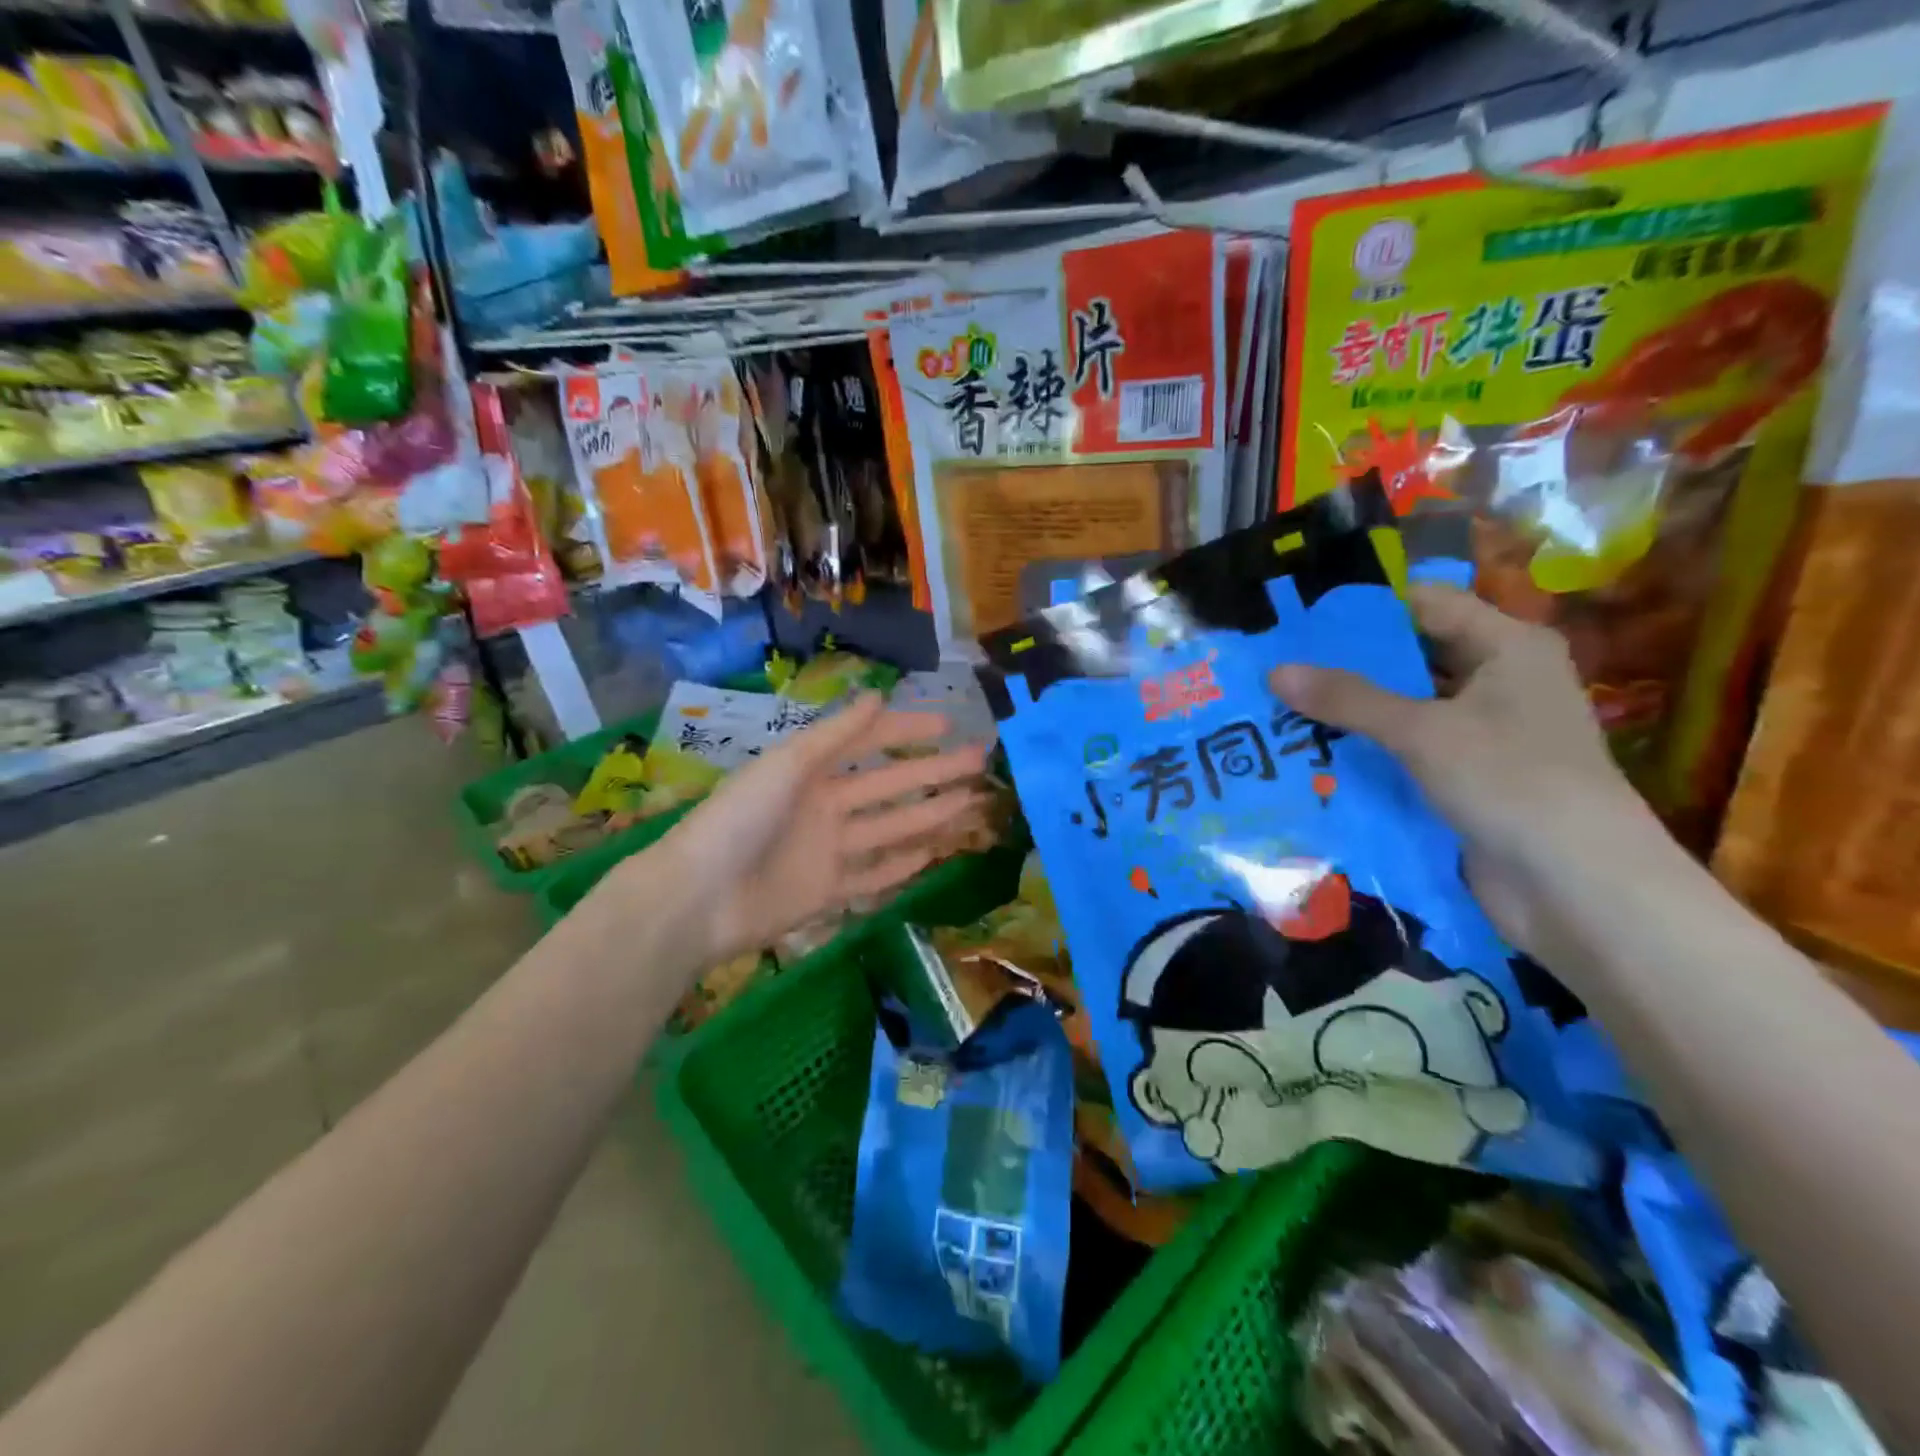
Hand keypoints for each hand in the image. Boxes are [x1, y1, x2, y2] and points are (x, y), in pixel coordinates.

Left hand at [617, 693, 990, 971]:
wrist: (700, 898)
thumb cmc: (741, 818)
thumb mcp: (788, 765)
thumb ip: (835, 734)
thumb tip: (877, 694)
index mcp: (810, 771)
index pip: (867, 744)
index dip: (906, 732)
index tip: (948, 725)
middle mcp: (824, 806)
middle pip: (889, 786)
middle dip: (933, 772)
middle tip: (979, 762)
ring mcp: (828, 850)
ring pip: (890, 829)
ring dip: (929, 815)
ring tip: (971, 804)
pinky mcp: (828, 892)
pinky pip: (873, 875)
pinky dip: (902, 866)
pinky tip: (934, 854)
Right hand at [1268, 583, 1672, 955]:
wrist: (1578, 888)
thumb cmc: (1512, 782)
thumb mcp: (1423, 731)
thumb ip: (1348, 699)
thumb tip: (1275, 671)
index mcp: (1507, 647)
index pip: (1426, 604)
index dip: (1364, 609)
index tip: (1298, 622)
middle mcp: (1498, 681)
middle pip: (1411, 657)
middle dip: (1347, 665)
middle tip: (1277, 668)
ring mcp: (1483, 733)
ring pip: (1404, 708)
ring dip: (1351, 712)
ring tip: (1280, 709)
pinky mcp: (1466, 778)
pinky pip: (1407, 751)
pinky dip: (1367, 751)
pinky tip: (1313, 754)